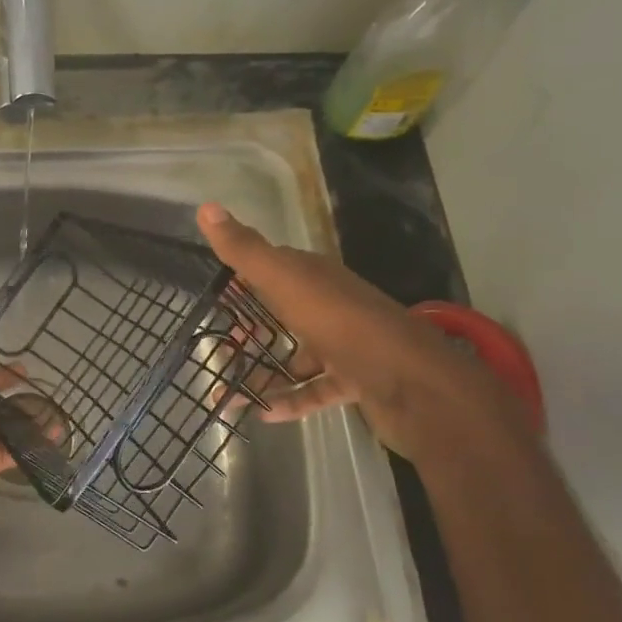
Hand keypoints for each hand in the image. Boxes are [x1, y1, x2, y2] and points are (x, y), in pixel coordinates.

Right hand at [199, 203, 533, 464]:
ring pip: (296, 357)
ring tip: (226, 395)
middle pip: (283, 314)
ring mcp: (346, 345)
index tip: (211, 292)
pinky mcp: (356, 382)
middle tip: (213, 349)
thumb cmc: (343, 324)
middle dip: (249, 331)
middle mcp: (331, 306)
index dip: (243, 275)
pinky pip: (315, 390)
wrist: (415, 383)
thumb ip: (246, 251)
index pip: (274, 266)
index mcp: (315, 277)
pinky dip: (291, 401)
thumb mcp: (286, 282)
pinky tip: (263, 414)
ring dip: (263, 374)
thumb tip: (205, 207)